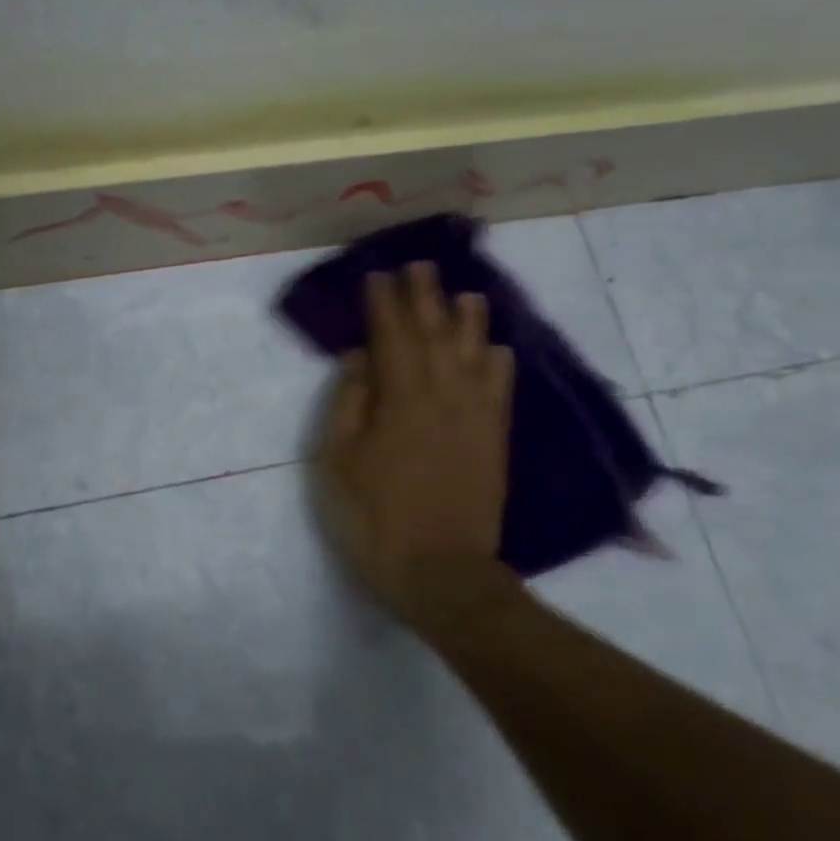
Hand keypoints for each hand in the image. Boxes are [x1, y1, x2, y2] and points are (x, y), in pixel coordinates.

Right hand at [318, 262, 520, 639]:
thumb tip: (360, 358)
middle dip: (425, 298)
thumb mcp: (338, 462)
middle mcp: (443, 397)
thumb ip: (349, 403)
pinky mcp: (495, 442)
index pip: (391, 337)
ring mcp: (475, 419)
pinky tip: (499, 349)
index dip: (384, 305)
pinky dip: (499, 365)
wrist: (442, 574)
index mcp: (400, 399)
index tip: (378, 276)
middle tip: (419, 267)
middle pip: (435, 336)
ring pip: (474, 356)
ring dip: (468, 321)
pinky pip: (501, 392)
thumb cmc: (374, 518)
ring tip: (466, 293)